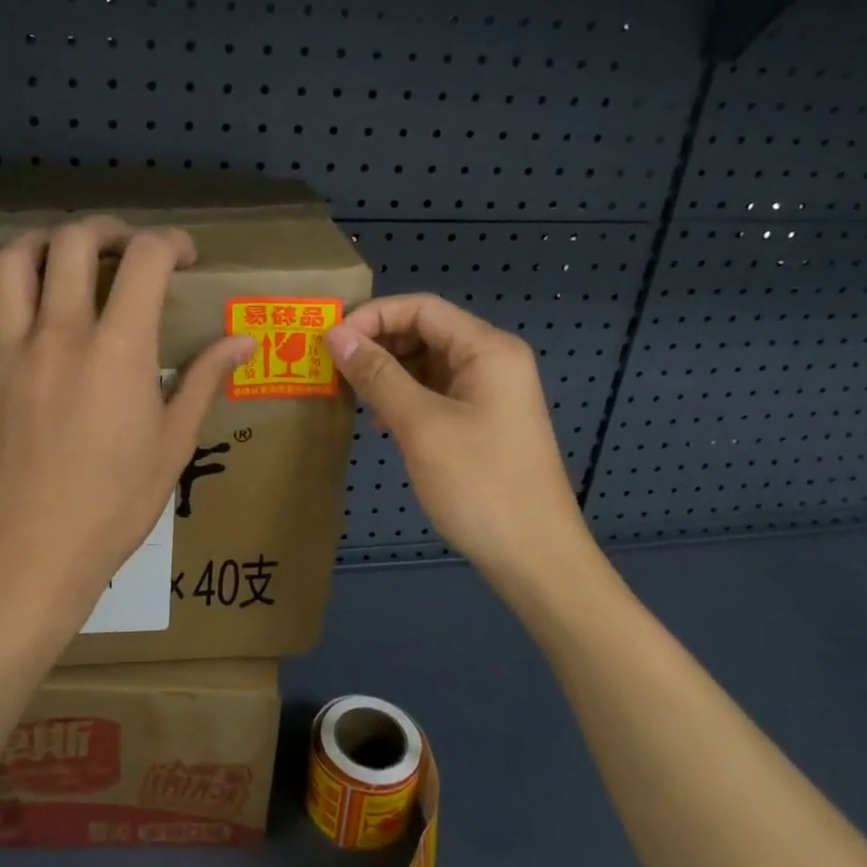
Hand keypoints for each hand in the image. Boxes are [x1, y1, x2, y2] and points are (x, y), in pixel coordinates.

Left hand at [0, 216, 254, 637]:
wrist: (38, 553)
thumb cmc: (117, 503)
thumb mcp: (174, 442)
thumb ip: (205, 380)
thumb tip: (244, 340)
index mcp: (119, 350)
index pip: (146, 260)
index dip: (170, 242)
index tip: (184, 256)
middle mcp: (62, 334)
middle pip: (76, 244)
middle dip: (108, 231)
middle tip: (126, 248)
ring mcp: (10, 351)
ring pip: (14, 263)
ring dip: (43, 240)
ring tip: (64, 249)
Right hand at [325, 294, 590, 600]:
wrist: (535, 558)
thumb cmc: (479, 484)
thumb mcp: (420, 425)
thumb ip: (378, 375)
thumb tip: (336, 336)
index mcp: (487, 349)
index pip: (421, 308)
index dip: (373, 317)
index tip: (331, 342)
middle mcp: (492, 361)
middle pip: (425, 331)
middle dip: (378, 344)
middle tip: (334, 368)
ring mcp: (489, 393)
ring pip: (427, 363)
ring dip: (387, 373)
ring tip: (352, 394)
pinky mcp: (482, 421)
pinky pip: (435, 393)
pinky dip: (404, 398)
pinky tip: (381, 421)